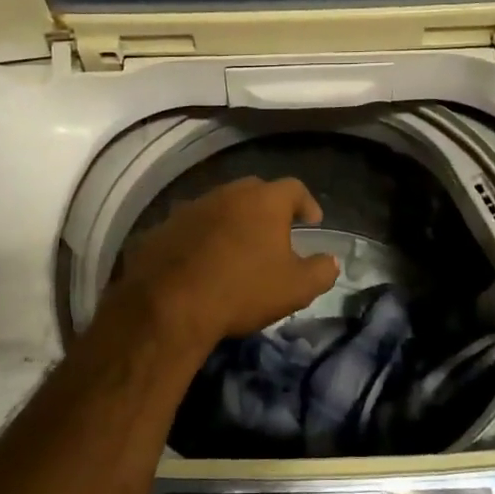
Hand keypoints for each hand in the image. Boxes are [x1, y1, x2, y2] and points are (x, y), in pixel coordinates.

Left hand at [113, 177, 340, 348]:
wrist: (169, 305)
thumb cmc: (242, 290)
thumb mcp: (296, 288)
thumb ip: (321, 271)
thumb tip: (331, 261)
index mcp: (264, 201)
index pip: (294, 188)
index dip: (306, 203)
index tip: (312, 221)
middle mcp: (227, 193)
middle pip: (255, 191)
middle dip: (268, 208)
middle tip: (275, 231)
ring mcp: (191, 207)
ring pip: (220, 206)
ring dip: (232, 221)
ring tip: (238, 247)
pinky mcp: (163, 227)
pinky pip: (191, 226)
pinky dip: (202, 237)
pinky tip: (203, 260)